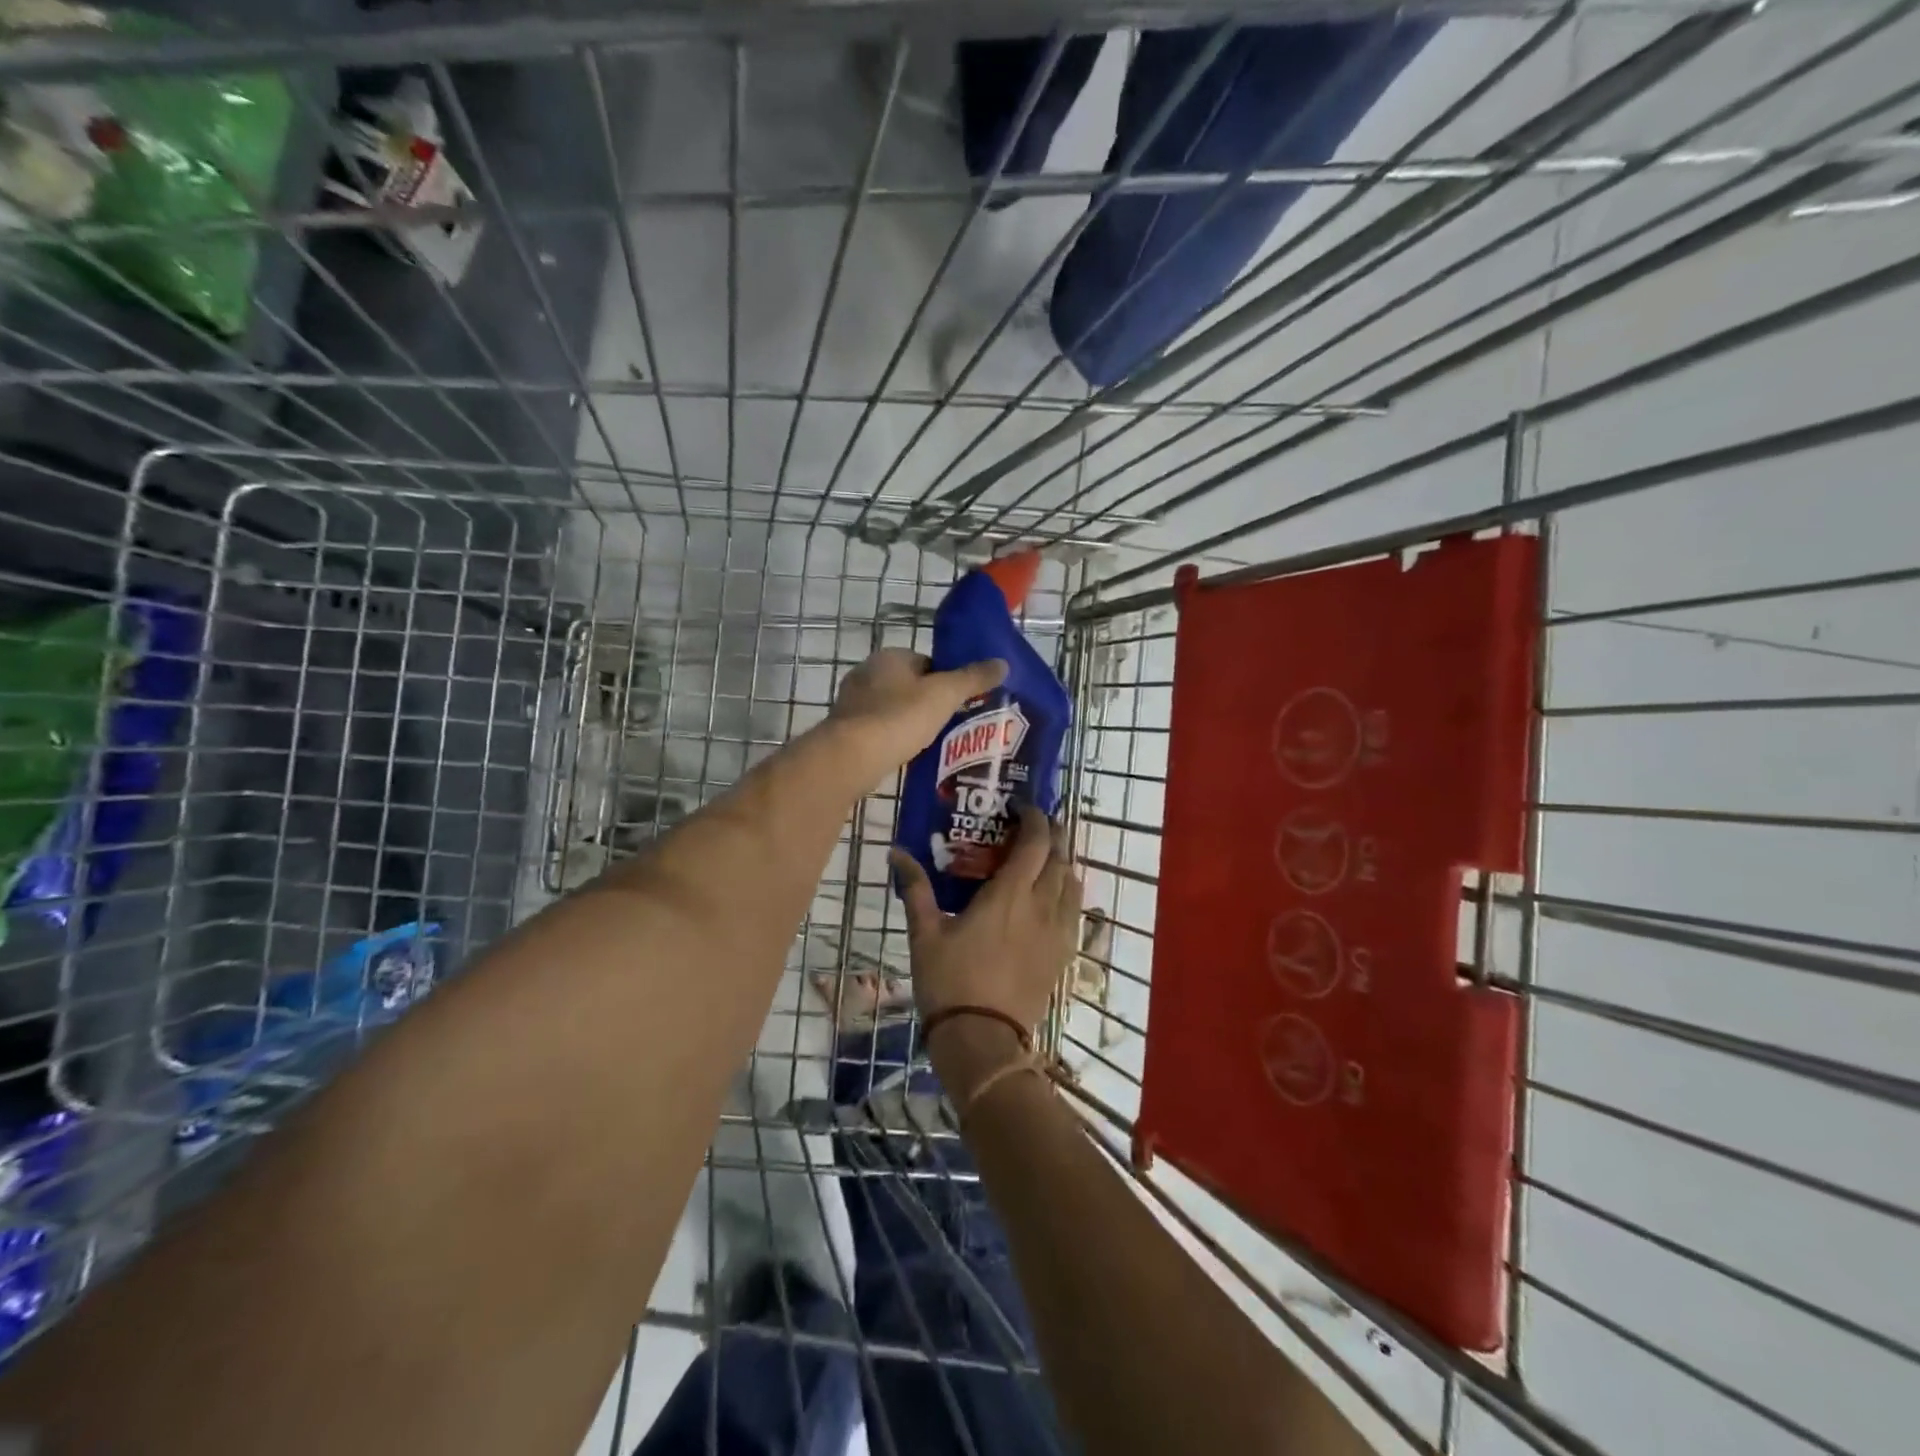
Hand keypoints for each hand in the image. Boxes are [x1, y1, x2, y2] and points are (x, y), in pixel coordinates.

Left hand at [828, 648, 1005, 785]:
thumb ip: (973, 678)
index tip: (960, 702)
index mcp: (889, 657)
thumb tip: (1003, 663)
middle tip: (951, 726)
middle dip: (927, 704)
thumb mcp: (944, 695)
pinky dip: (892, 741)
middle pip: (908, 686)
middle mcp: (866, 673)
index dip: (946, 680)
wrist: (851, 757)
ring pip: (892, 710)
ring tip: (933, 745)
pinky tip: (907, 757)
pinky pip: (878, 732)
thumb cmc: (900, 717)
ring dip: (909, 724)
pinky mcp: (844, 731)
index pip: (926, 662)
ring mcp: (852, 703)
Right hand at [890, 804, 1081, 1035]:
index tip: (1020, 808)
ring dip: (1062, 863)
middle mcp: (1042, 905)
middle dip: (1051, 835)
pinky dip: (1067, 893)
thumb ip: (915, 888)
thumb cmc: (950, 981)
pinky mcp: (1063, 953)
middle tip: (1032, 828)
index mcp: (1010, 893)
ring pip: (1073, 883)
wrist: (982, 1038)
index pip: (1036, 841)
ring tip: (1042, 859)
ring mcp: (1057, 930)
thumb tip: (896, 852)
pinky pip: (1074, 911)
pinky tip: (1050, 899)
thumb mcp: (925, 932)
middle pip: (1060, 857)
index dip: (1034, 818)